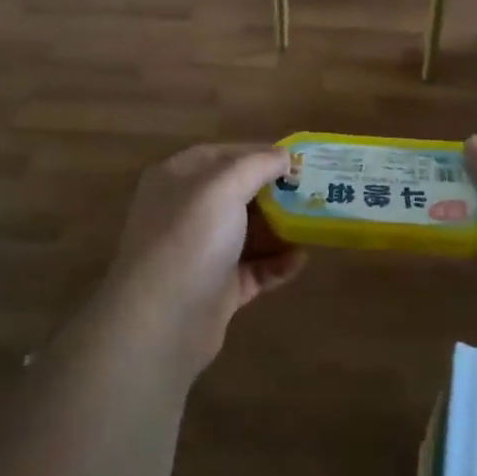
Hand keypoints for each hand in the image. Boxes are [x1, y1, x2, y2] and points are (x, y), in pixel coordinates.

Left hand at [105, 144, 306, 370]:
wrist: (162, 322)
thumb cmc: (190, 238)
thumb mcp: (224, 186)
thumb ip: (257, 164)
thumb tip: (284, 154)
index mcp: (177, 178)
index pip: (222, 155)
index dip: (258, 153)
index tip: (295, 159)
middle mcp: (185, 211)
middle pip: (237, 193)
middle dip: (274, 192)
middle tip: (311, 191)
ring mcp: (200, 252)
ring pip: (247, 232)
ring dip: (280, 228)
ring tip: (314, 224)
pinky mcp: (216, 289)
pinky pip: (253, 269)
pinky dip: (276, 263)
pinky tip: (300, 260)